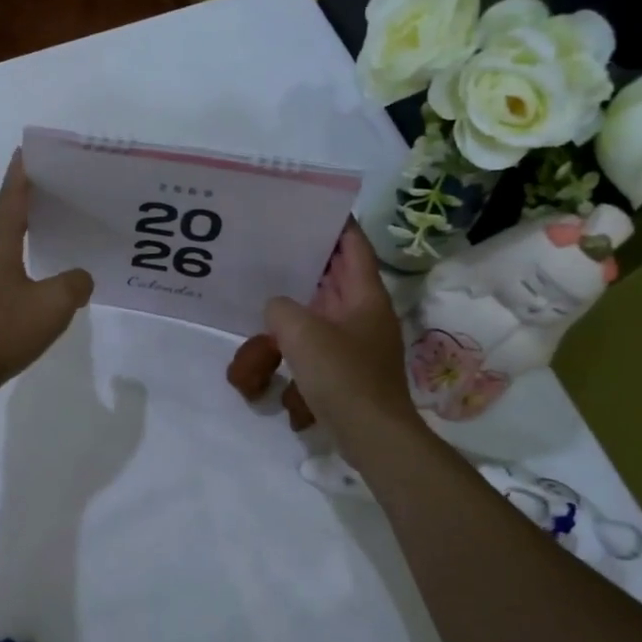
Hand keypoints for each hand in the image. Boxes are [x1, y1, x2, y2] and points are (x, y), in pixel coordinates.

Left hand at [0, 151, 92, 397]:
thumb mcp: (51, 306)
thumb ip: (74, 285)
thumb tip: (80, 278)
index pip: (11, 198)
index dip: (22, 173)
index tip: (29, 149)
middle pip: (8, 219)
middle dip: (31, 201)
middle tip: (61, 190)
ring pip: (6, 247)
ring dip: (28, 234)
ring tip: (58, 231)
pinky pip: (5, 273)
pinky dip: (25, 265)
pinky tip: (42, 280)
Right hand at [265, 223, 419, 457]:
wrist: (372, 435)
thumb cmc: (343, 376)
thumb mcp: (301, 332)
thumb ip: (281, 308)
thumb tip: (277, 308)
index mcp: (366, 295)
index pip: (354, 246)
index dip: (337, 223)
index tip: (312, 206)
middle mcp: (366, 312)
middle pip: (340, 273)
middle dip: (313, 257)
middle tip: (278, 240)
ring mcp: (359, 340)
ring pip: (329, 305)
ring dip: (304, 294)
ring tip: (270, 282)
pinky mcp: (349, 366)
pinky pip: (323, 335)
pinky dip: (302, 328)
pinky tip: (276, 334)